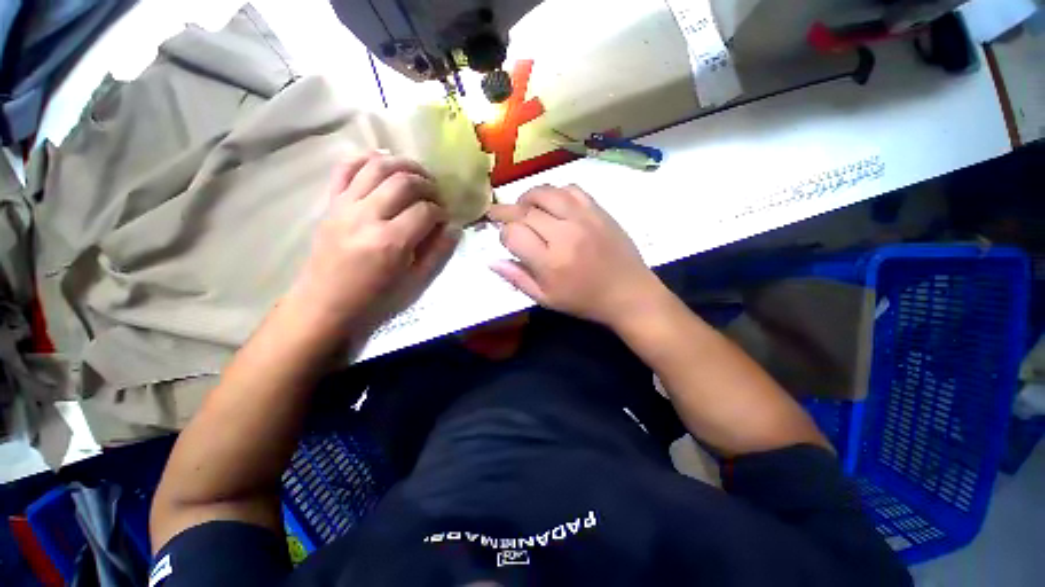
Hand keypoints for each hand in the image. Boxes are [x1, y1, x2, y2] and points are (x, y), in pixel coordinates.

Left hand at [288, 154, 459, 337]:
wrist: (325, 305)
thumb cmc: (375, 300)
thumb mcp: (415, 283)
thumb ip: (438, 253)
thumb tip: (454, 228)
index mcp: (391, 242)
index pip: (426, 211)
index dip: (442, 212)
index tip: (445, 219)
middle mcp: (367, 216)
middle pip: (404, 182)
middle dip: (428, 184)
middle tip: (437, 195)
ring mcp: (345, 206)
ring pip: (377, 167)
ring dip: (403, 164)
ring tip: (418, 174)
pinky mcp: (330, 204)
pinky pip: (345, 168)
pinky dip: (366, 158)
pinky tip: (383, 160)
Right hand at [488, 185, 664, 326]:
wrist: (628, 292)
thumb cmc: (584, 301)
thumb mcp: (546, 299)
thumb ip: (517, 279)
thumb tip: (491, 260)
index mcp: (550, 262)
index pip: (513, 233)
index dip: (504, 234)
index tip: (506, 239)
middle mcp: (565, 234)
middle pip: (525, 210)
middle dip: (508, 211)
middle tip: (501, 215)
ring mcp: (584, 218)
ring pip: (546, 192)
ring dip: (528, 197)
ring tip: (524, 207)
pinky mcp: (598, 210)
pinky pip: (571, 189)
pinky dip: (555, 192)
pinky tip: (552, 204)